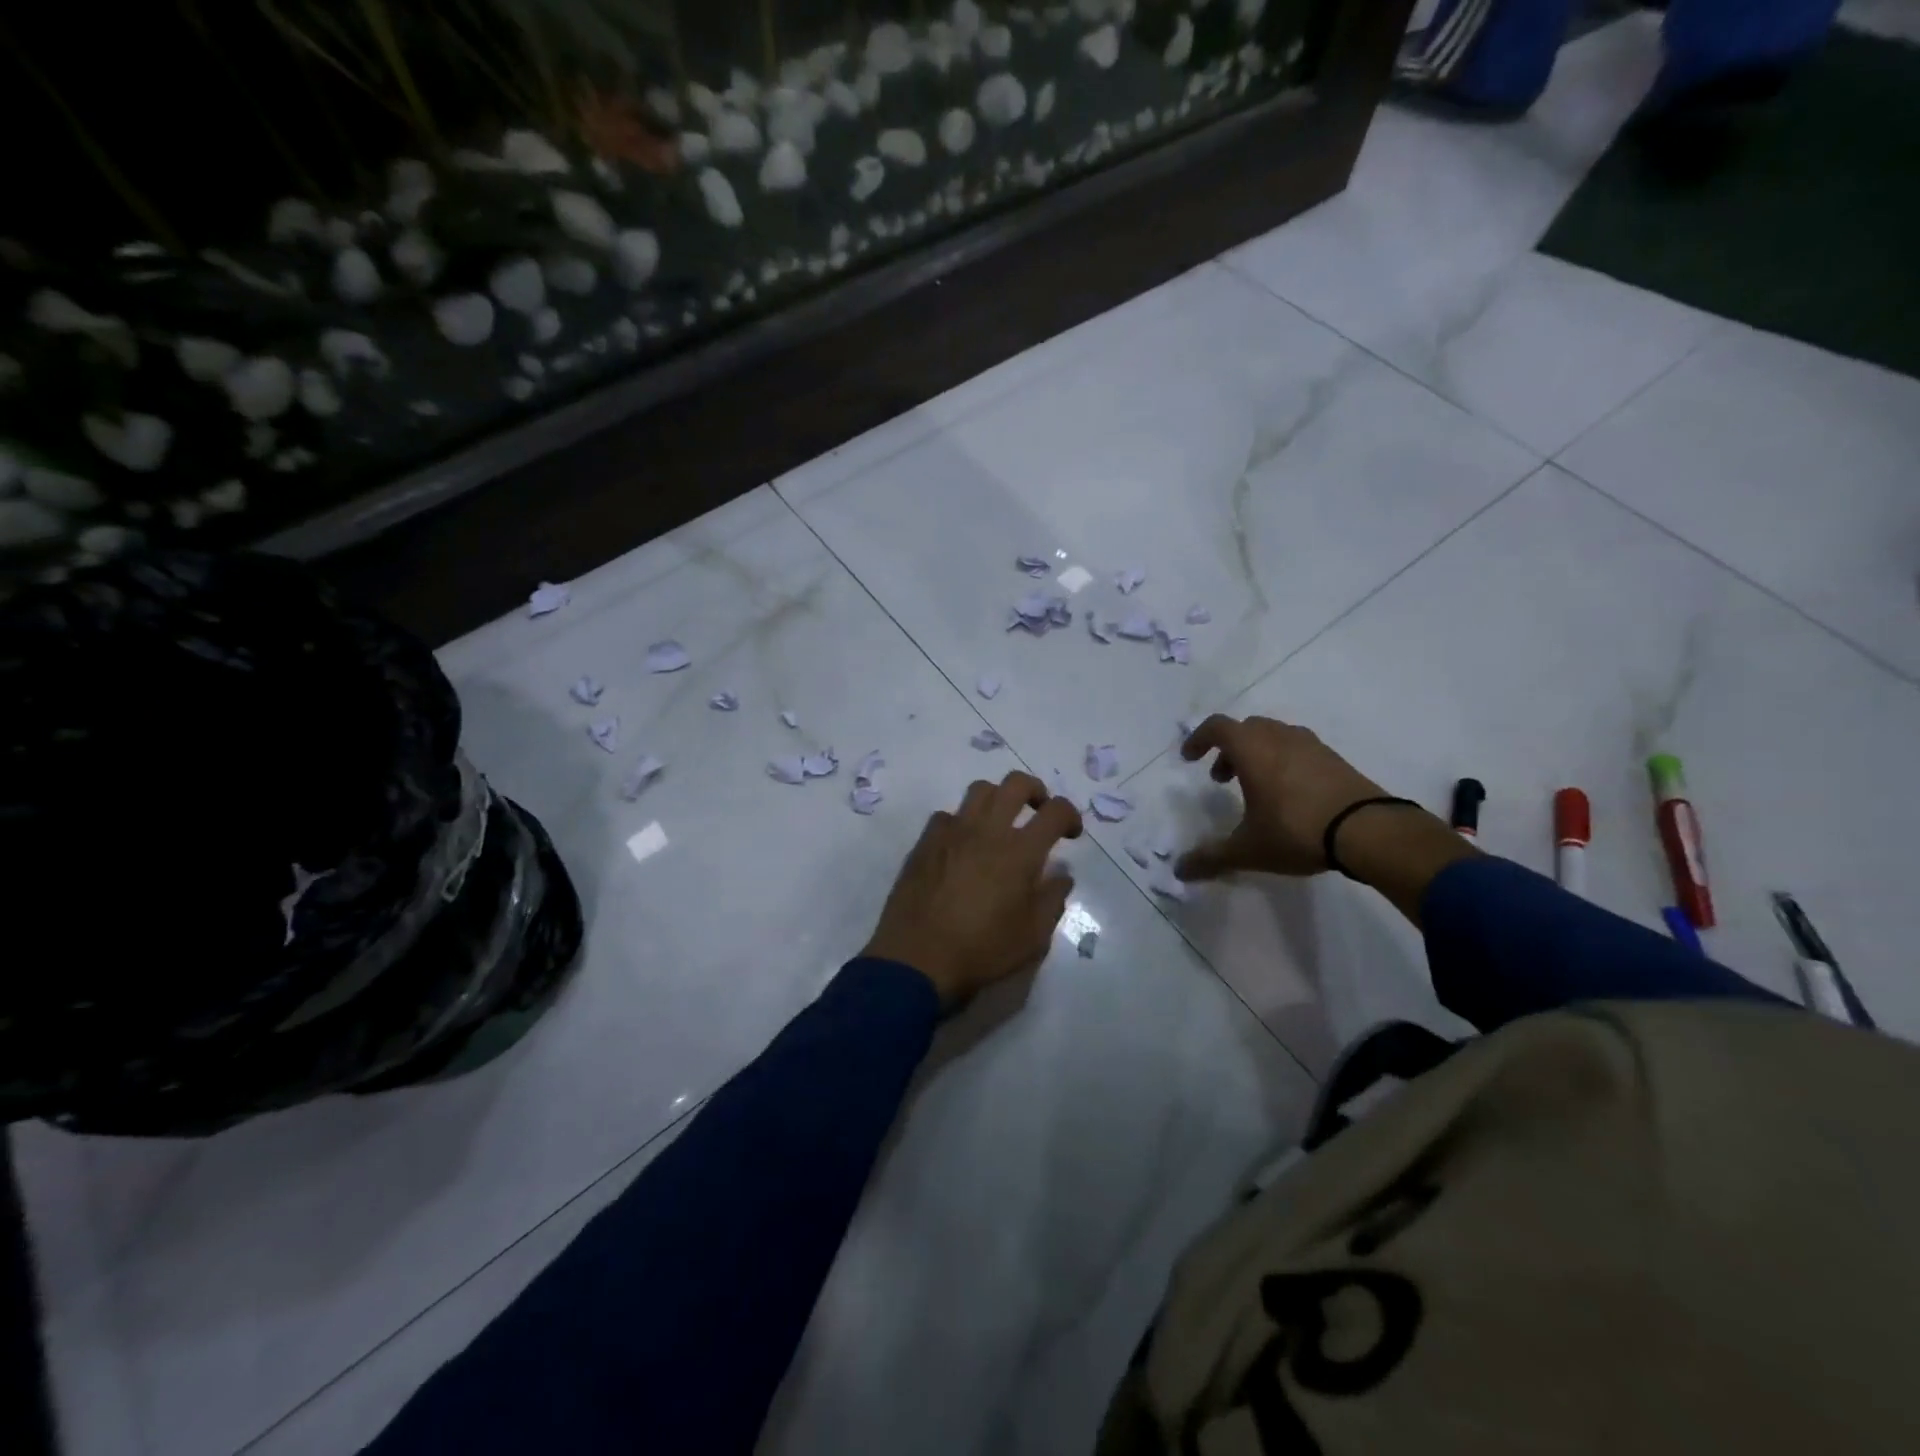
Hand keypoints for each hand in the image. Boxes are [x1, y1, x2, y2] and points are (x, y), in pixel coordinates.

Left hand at [862, 771, 1083, 1007]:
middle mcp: (987, 830)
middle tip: (1038, 811)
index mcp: (1020, 852)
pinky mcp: (925, 842)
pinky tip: (962, 846)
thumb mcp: (1033, 937)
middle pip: (1015, 783)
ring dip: (997, 798)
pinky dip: (962, 822)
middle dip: (1035, 790)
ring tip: (1000, 823)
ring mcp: (952, 832)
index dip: (1070, 815)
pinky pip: (947, 816)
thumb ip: (1052, 900)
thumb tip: (1061, 875)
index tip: (1070, 833)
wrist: (917, 958)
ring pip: (979, 790)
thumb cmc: (982, 950)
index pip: (1055, 811)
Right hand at [1175, 715, 1392, 879]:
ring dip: (1257, 753)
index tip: (1190, 758)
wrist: (1368, 830)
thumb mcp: (1247, 849)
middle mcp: (1279, 738)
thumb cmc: (1295, 830)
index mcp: (1251, 749)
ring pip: (1274, 736)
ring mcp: (1311, 745)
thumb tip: (1180, 871)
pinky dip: (1284, 761)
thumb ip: (1211, 858)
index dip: (1198, 738)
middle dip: (1229, 749)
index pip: (1217, 727)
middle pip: (1246, 728)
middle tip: (1222, 778)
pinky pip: (1299, 749)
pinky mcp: (1335, 759)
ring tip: (1256, 787)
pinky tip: (1290, 794)